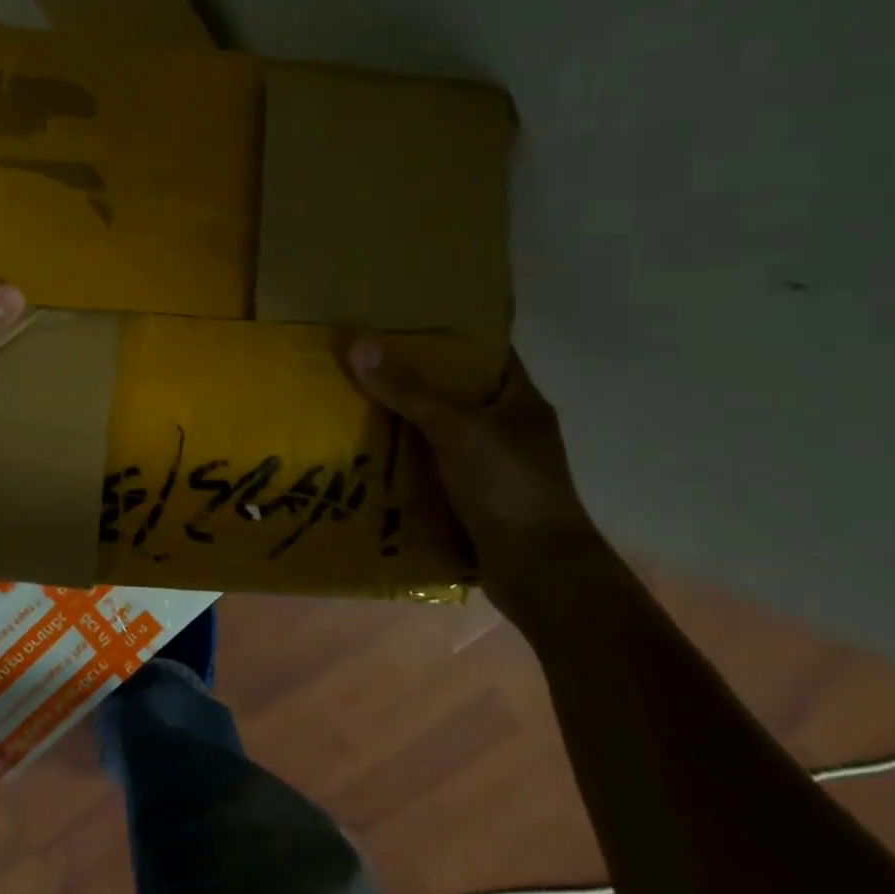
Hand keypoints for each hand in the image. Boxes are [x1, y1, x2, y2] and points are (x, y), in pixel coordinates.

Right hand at [345, 340, 602, 594]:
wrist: (539, 571)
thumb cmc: (508, 486)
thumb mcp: (455, 428)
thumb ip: (408, 389)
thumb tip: (359, 343)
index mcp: (520, 402)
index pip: (487, 353)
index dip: (452, 335)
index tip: (405, 322)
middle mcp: (509, 429)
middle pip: (457, 392)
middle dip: (415, 379)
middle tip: (366, 361)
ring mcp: (493, 466)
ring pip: (442, 432)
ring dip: (406, 422)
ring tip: (356, 402)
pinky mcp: (475, 498)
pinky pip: (434, 467)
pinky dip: (407, 460)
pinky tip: (371, 453)